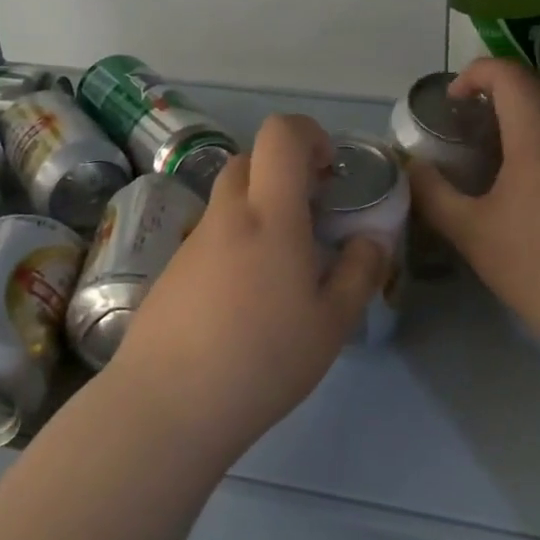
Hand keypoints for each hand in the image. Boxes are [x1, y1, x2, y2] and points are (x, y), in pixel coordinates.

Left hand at [106, 114, 387, 454]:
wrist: (168, 404)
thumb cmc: (263, 359)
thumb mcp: (332, 323)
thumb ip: (360, 272)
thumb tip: (371, 240)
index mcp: (269, 215)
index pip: (280, 134)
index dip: (309, 134)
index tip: (329, 171)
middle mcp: (226, 216)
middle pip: (249, 160)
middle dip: (284, 172)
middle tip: (311, 216)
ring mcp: (192, 243)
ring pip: (229, 201)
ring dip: (259, 211)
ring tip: (283, 268)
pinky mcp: (171, 271)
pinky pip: (211, 237)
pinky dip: (235, 244)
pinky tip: (245, 300)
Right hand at [407, 58, 539, 355]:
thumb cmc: (532, 264)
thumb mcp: (469, 231)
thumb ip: (433, 194)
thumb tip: (412, 168)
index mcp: (538, 138)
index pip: (511, 76)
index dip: (477, 73)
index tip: (452, 100)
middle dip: (502, 86)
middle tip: (469, 115)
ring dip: (524, 112)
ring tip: (489, 145)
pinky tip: (520, 179)